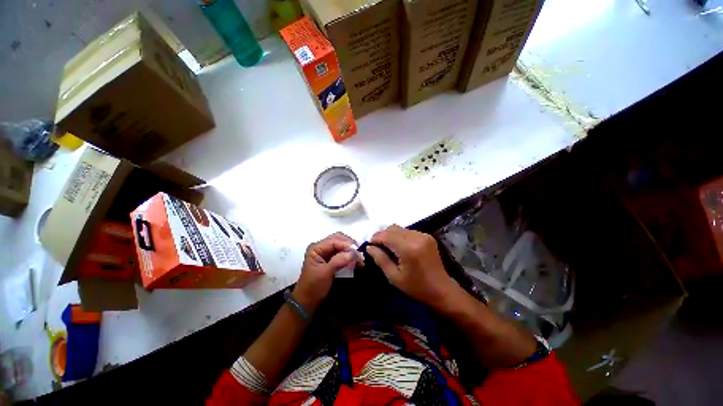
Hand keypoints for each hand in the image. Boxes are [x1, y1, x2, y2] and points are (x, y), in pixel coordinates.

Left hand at [293, 232, 361, 312]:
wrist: (307, 302)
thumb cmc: (313, 287)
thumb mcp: (325, 273)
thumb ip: (339, 261)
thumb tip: (354, 253)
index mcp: (316, 248)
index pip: (334, 240)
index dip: (347, 244)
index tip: (358, 252)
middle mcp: (321, 247)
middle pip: (338, 239)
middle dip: (350, 245)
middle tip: (360, 253)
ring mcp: (326, 252)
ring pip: (341, 244)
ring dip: (351, 249)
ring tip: (359, 257)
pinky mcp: (331, 259)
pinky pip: (342, 252)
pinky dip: (349, 255)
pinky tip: (355, 260)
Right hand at [367, 225, 459, 309]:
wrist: (441, 289)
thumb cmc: (416, 287)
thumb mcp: (394, 277)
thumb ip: (380, 259)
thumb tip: (369, 246)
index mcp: (408, 249)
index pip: (386, 235)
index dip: (375, 238)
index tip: (369, 245)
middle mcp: (416, 237)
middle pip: (392, 228)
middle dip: (382, 235)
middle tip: (377, 246)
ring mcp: (423, 235)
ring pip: (400, 228)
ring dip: (390, 235)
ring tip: (387, 246)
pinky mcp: (427, 236)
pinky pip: (408, 231)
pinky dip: (400, 236)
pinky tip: (399, 246)